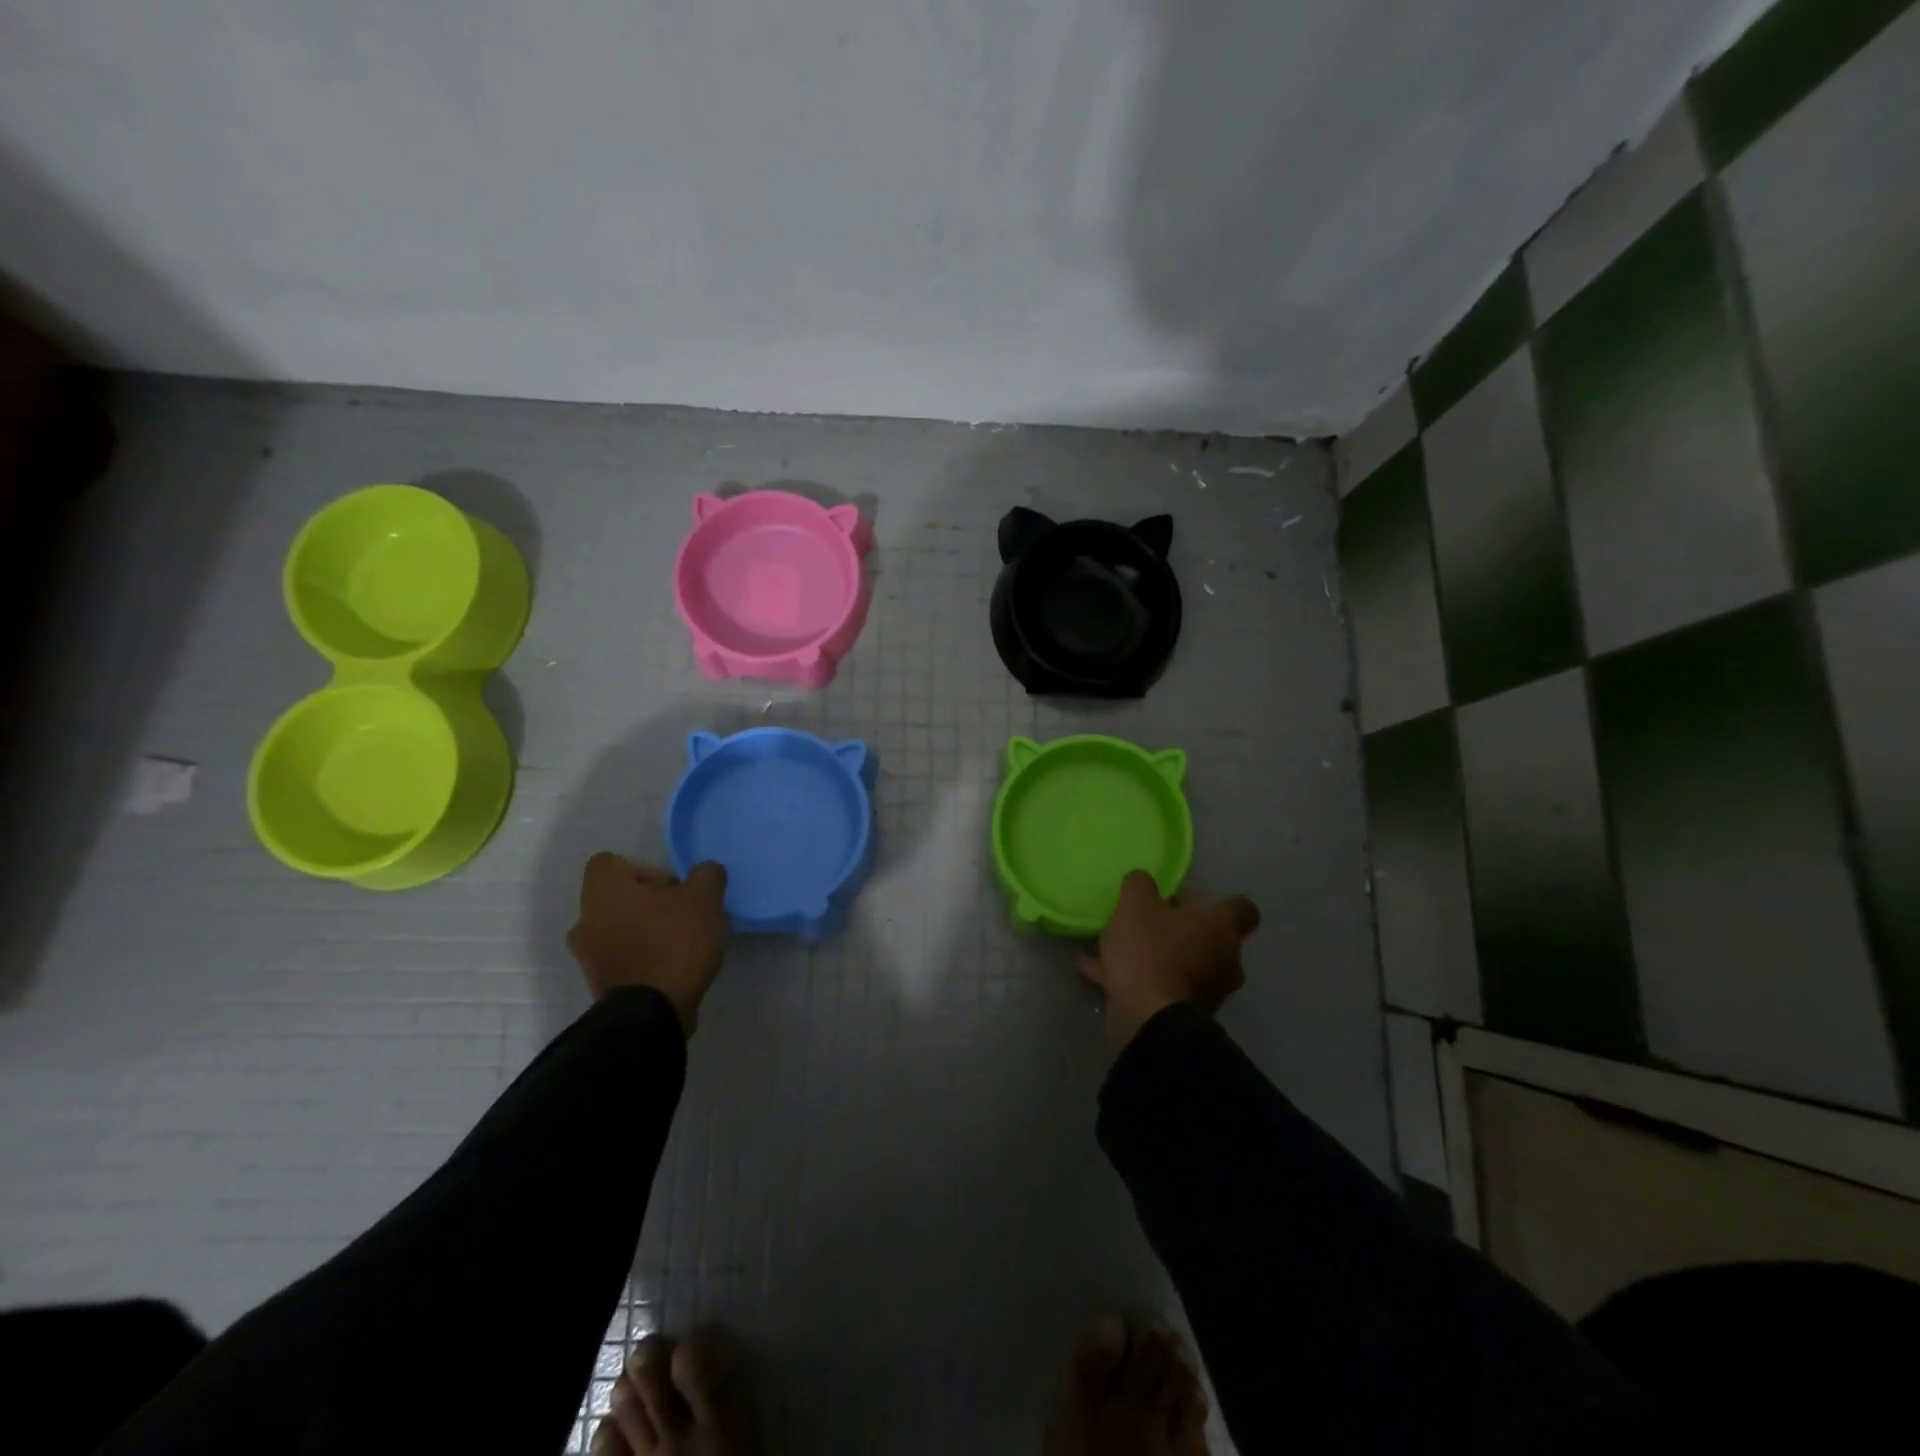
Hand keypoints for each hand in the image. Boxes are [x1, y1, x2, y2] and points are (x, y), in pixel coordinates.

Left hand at [567, 852, 729, 1033]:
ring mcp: (589, 956)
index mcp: (603, 890)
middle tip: (684, 915)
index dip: (644, 869)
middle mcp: (586, 919)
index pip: (610, 862)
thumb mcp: (704, 898)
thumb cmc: (672, 943)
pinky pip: (624, 958)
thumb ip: (707, 875)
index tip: (672, 888)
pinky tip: (675, 967)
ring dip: (648, 931)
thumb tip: (704, 873)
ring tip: (684, 944)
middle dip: (652, 903)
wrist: (650, 1014)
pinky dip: (645, 958)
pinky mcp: (600, 985)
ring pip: (621, 929)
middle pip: (619, 898)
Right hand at [1078, 870, 1260, 1051]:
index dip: (1216, 901)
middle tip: (1144, 921)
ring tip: (1113, 946)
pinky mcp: (1184, 1014)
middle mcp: (1224, 958)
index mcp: (1222, 927)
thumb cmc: (1151, 950)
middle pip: (1207, 936)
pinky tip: (1095, 969)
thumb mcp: (1136, 904)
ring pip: (1181, 963)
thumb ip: (1140, 885)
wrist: (1149, 1020)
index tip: (1185, 900)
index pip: (1241, 907)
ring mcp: (1207, 990)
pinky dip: (1134, 978)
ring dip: (1154, 955)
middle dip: (1177, 929)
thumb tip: (1143, 881)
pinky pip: (1159, 986)